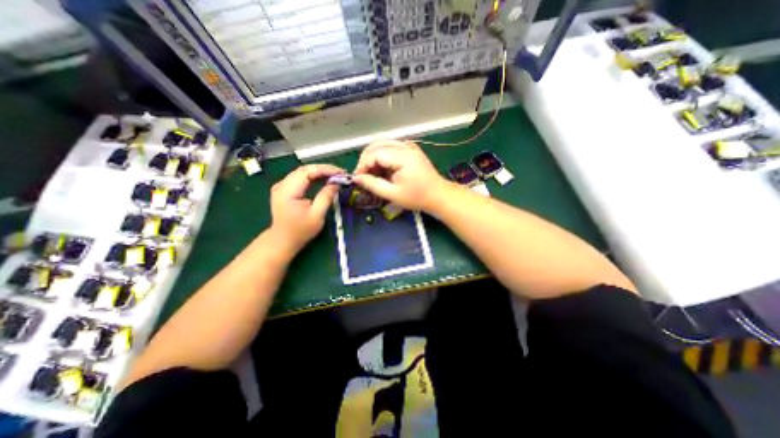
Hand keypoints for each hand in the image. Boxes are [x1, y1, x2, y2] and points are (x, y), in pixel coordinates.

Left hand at [268, 163, 342, 252]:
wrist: (283, 240)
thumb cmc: (300, 231)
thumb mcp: (317, 215)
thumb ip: (326, 197)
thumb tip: (336, 183)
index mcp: (287, 191)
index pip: (307, 172)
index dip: (325, 170)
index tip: (341, 173)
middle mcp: (282, 184)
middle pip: (305, 169)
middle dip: (324, 170)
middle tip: (340, 174)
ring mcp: (282, 186)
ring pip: (303, 172)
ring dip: (320, 172)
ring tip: (335, 176)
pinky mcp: (285, 189)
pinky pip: (301, 177)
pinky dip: (314, 177)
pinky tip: (324, 179)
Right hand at [351, 139, 447, 210]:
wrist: (438, 195)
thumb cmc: (416, 197)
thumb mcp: (393, 194)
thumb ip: (373, 184)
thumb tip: (356, 178)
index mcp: (402, 156)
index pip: (374, 153)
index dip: (363, 165)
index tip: (358, 178)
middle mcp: (405, 146)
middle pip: (377, 144)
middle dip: (366, 159)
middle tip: (363, 175)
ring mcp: (409, 146)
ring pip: (383, 143)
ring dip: (373, 156)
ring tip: (372, 172)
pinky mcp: (411, 149)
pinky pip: (392, 146)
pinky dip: (383, 155)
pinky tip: (383, 167)